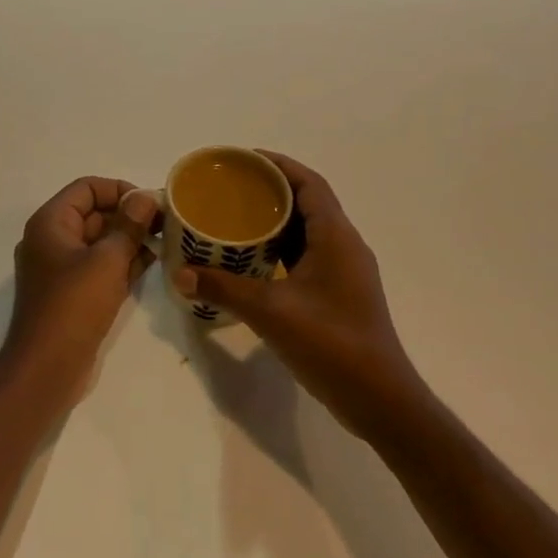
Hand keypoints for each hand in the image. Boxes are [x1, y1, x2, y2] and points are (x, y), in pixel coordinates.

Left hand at [7, 177, 159, 396]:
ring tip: (165, 244)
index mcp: (51, 222)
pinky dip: (122, 262)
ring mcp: (60, 268)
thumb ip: (129, 225)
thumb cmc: (74, 305)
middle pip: (94, 213)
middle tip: (166, 225)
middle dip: (129, 216)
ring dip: (130, 240)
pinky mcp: (72, 293)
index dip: (120, 190)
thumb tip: (145, 197)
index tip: (151, 204)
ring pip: (99, 242)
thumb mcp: (107, 260)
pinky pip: (99, 266)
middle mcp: (52, 239)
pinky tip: (152, 265)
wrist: (46, 367)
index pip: (87, 188)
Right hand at [178, 153, 416, 440]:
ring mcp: (343, 271)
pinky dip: (280, 247)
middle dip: (270, 190)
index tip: (243, 159)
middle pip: (307, 202)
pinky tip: (251, 258)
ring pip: (306, 230)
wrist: (378, 399)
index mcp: (336, 237)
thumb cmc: (331, 343)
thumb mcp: (270, 311)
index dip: (278, 165)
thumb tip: (179, 273)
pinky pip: (306, 254)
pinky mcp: (338, 293)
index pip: (309, 183)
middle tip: (229, 187)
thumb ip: (223, 288)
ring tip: (234, 216)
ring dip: (275, 220)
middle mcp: (344, 246)